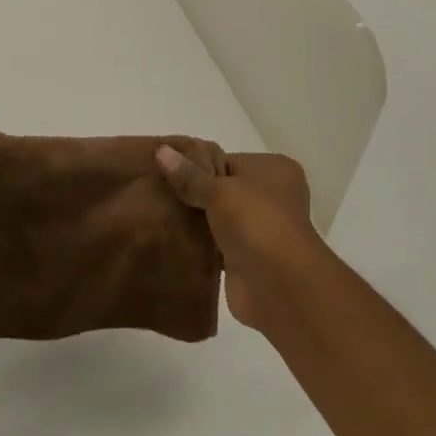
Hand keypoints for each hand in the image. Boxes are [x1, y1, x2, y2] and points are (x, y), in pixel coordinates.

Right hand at [155, 147, 324, 332]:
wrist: (280, 285)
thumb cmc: (256, 222)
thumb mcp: (219, 190)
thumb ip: (189, 175)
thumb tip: (160, 151)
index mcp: (273, 169)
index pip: (227, 160)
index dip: (197, 165)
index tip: (163, 169)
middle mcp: (271, 196)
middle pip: (223, 189)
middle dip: (194, 193)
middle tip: (155, 191)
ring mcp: (260, 229)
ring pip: (219, 217)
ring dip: (196, 220)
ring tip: (156, 212)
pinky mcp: (247, 259)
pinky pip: (216, 244)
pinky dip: (199, 243)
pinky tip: (170, 238)